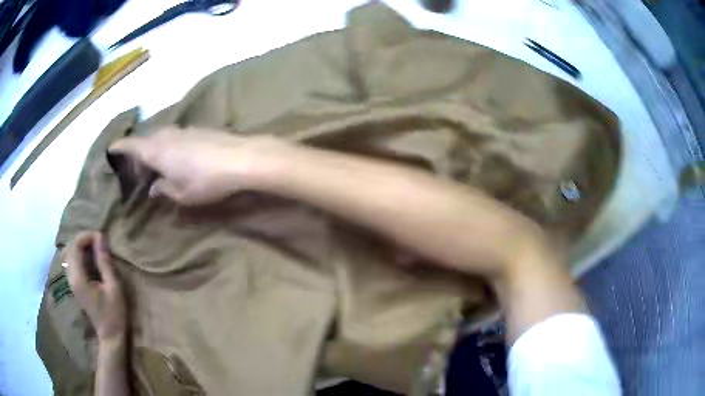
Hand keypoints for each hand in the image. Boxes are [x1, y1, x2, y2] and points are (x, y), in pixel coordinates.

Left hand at [64, 231, 126, 342]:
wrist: (110, 336)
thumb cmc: (114, 314)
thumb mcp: (114, 288)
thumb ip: (105, 263)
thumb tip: (101, 238)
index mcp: (79, 278)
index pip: (75, 246)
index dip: (87, 236)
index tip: (102, 238)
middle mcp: (71, 278)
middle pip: (70, 247)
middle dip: (83, 239)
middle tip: (99, 241)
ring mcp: (71, 282)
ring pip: (69, 254)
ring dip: (80, 246)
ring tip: (95, 248)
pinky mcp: (75, 285)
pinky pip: (71, 262)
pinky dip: (79, 254)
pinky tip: (90, 258)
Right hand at [109, 127, 285, 205]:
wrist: (240, 158)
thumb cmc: (205, 180)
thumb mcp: (181, 193)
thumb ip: (163, 189)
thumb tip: (154, 188)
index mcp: (155, 150)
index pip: (131, 145)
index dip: (119, 146)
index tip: (110, 149)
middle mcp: (166, 135)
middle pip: (145, 140)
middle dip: (138, 153)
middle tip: (138, 172)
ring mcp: (183, 130)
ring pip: (160, 137)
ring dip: (154, 149)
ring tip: (156, 167)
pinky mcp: (198, 130)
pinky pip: (174, 136)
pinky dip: (168, 146)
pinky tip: (176, 159)